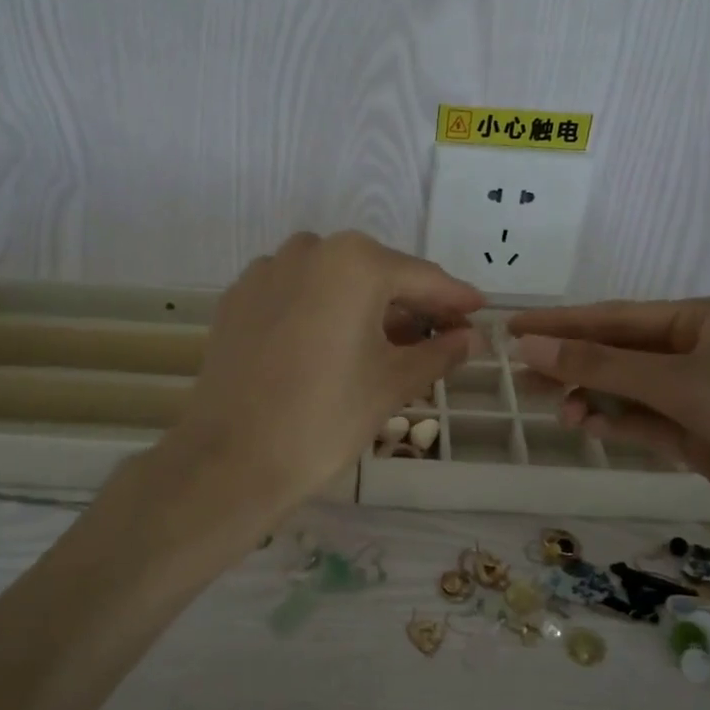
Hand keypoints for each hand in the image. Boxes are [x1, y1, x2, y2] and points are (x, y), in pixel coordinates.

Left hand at [169, 231, 482, 512]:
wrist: (231, 459)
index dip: (455, 299)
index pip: (422, 278)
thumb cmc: (326, 418)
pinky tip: (330, 344)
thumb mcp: (393, 383)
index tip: (479, 311)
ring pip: (333, 280)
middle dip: (409, 303)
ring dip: (364, 304)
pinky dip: (321, 309)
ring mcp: (267, 270)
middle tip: (436, 336)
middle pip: (376, 273)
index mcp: (356, 263)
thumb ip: (439, 351)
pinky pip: (296, 292)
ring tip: (384, 344)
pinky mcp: (238, 297)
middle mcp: (310, 250)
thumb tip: (472, 338)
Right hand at [508, 299, 709, 564]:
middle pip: (620, 353)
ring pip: (630, 391)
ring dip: (594, 398)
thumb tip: (530, 346)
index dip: (562, 323)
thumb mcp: (677, 381)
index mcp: (701, 319)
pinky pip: (649, 423)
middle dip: (574, 363)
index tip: (512, 328)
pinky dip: (620, 424)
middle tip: (521, 375)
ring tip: (558, 410)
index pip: (615, 317)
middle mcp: (698, 352)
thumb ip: (600, 366)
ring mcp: (701, 396)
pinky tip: (591, 428)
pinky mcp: (703, 436)